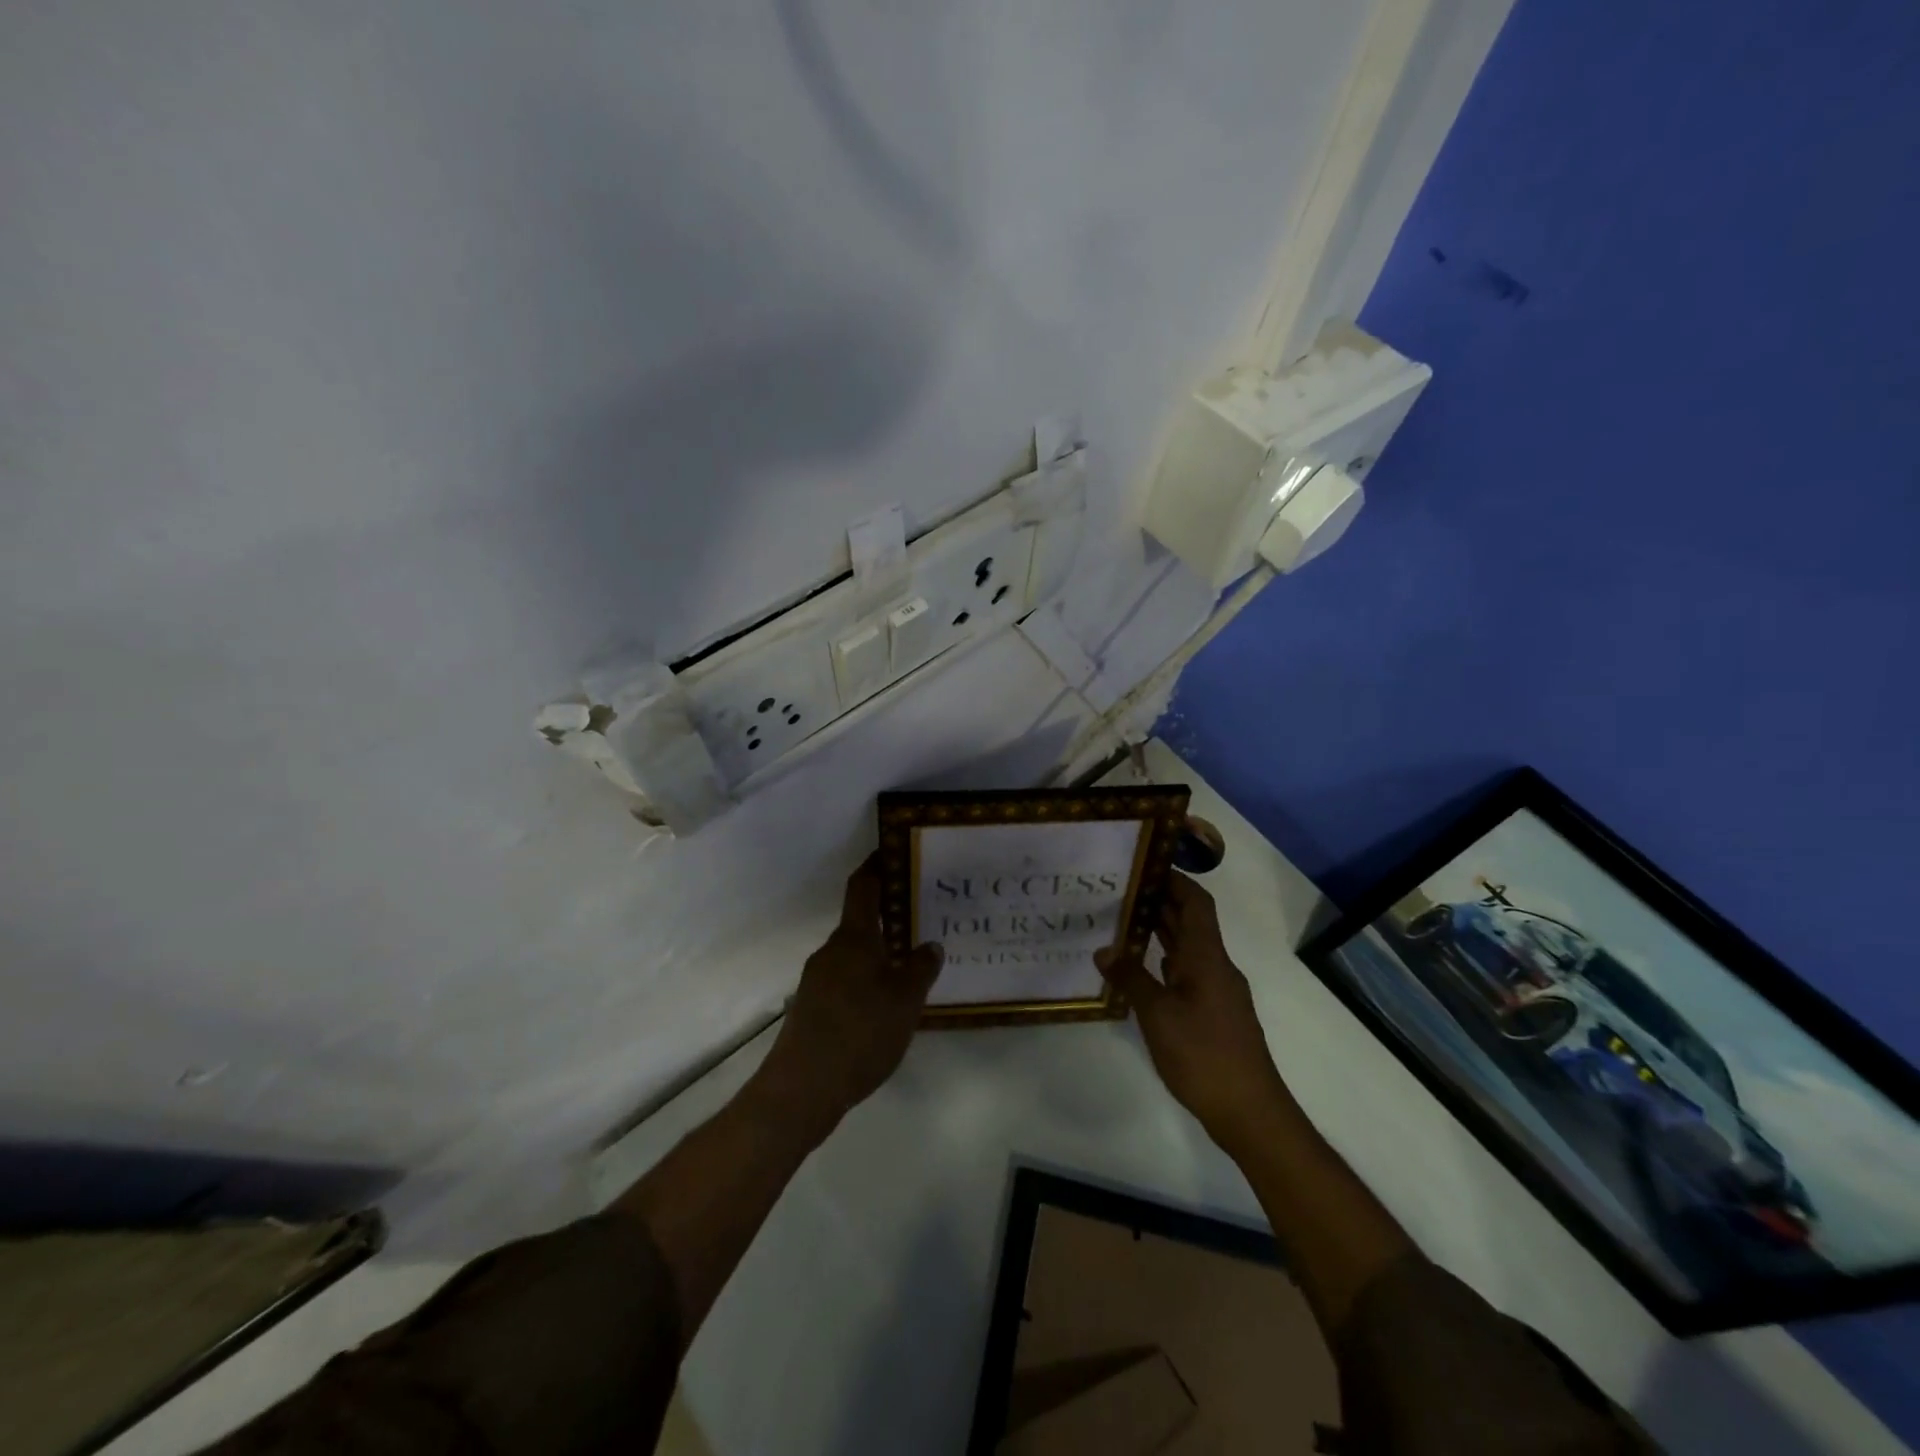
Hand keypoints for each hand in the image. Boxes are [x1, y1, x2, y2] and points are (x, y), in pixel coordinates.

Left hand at [754, 854, 942, 1130]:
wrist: (802, 1089)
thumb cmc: (860, 1033)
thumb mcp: (904, 1001)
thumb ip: (920, 969)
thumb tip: (929, 945)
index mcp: (853, 939)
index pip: (862, 888)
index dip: (875, 866)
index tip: (891, 852)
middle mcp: (831, 952)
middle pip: (859, 923)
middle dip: (887, 918)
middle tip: (921, 920)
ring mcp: (817, 981)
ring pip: (853, 955)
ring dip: (878, 954)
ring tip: (910, 965)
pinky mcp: (812, 1009)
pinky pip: (845, 982)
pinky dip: (866, 981)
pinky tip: (886, 1005)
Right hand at [1096, 873, 1287, 1153]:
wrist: (1249, 1110)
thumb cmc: (1203, 1054)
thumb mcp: (1158, 1014)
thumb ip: (1131, 978)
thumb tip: (1103, 950)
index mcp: (1207, 957)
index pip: (1196, 902)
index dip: (1174, 879)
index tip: (1144, 864)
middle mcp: (1216, 966)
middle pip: (1191, 921)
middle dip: (1160, 902)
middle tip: (1119, 890)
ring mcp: (1218, 990)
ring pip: (1188, 948)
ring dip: (1160, 931)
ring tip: (1121, 921)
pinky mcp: (1214, 1013)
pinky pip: (1187, 972)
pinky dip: (1164, 961)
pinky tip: (1139, 968)